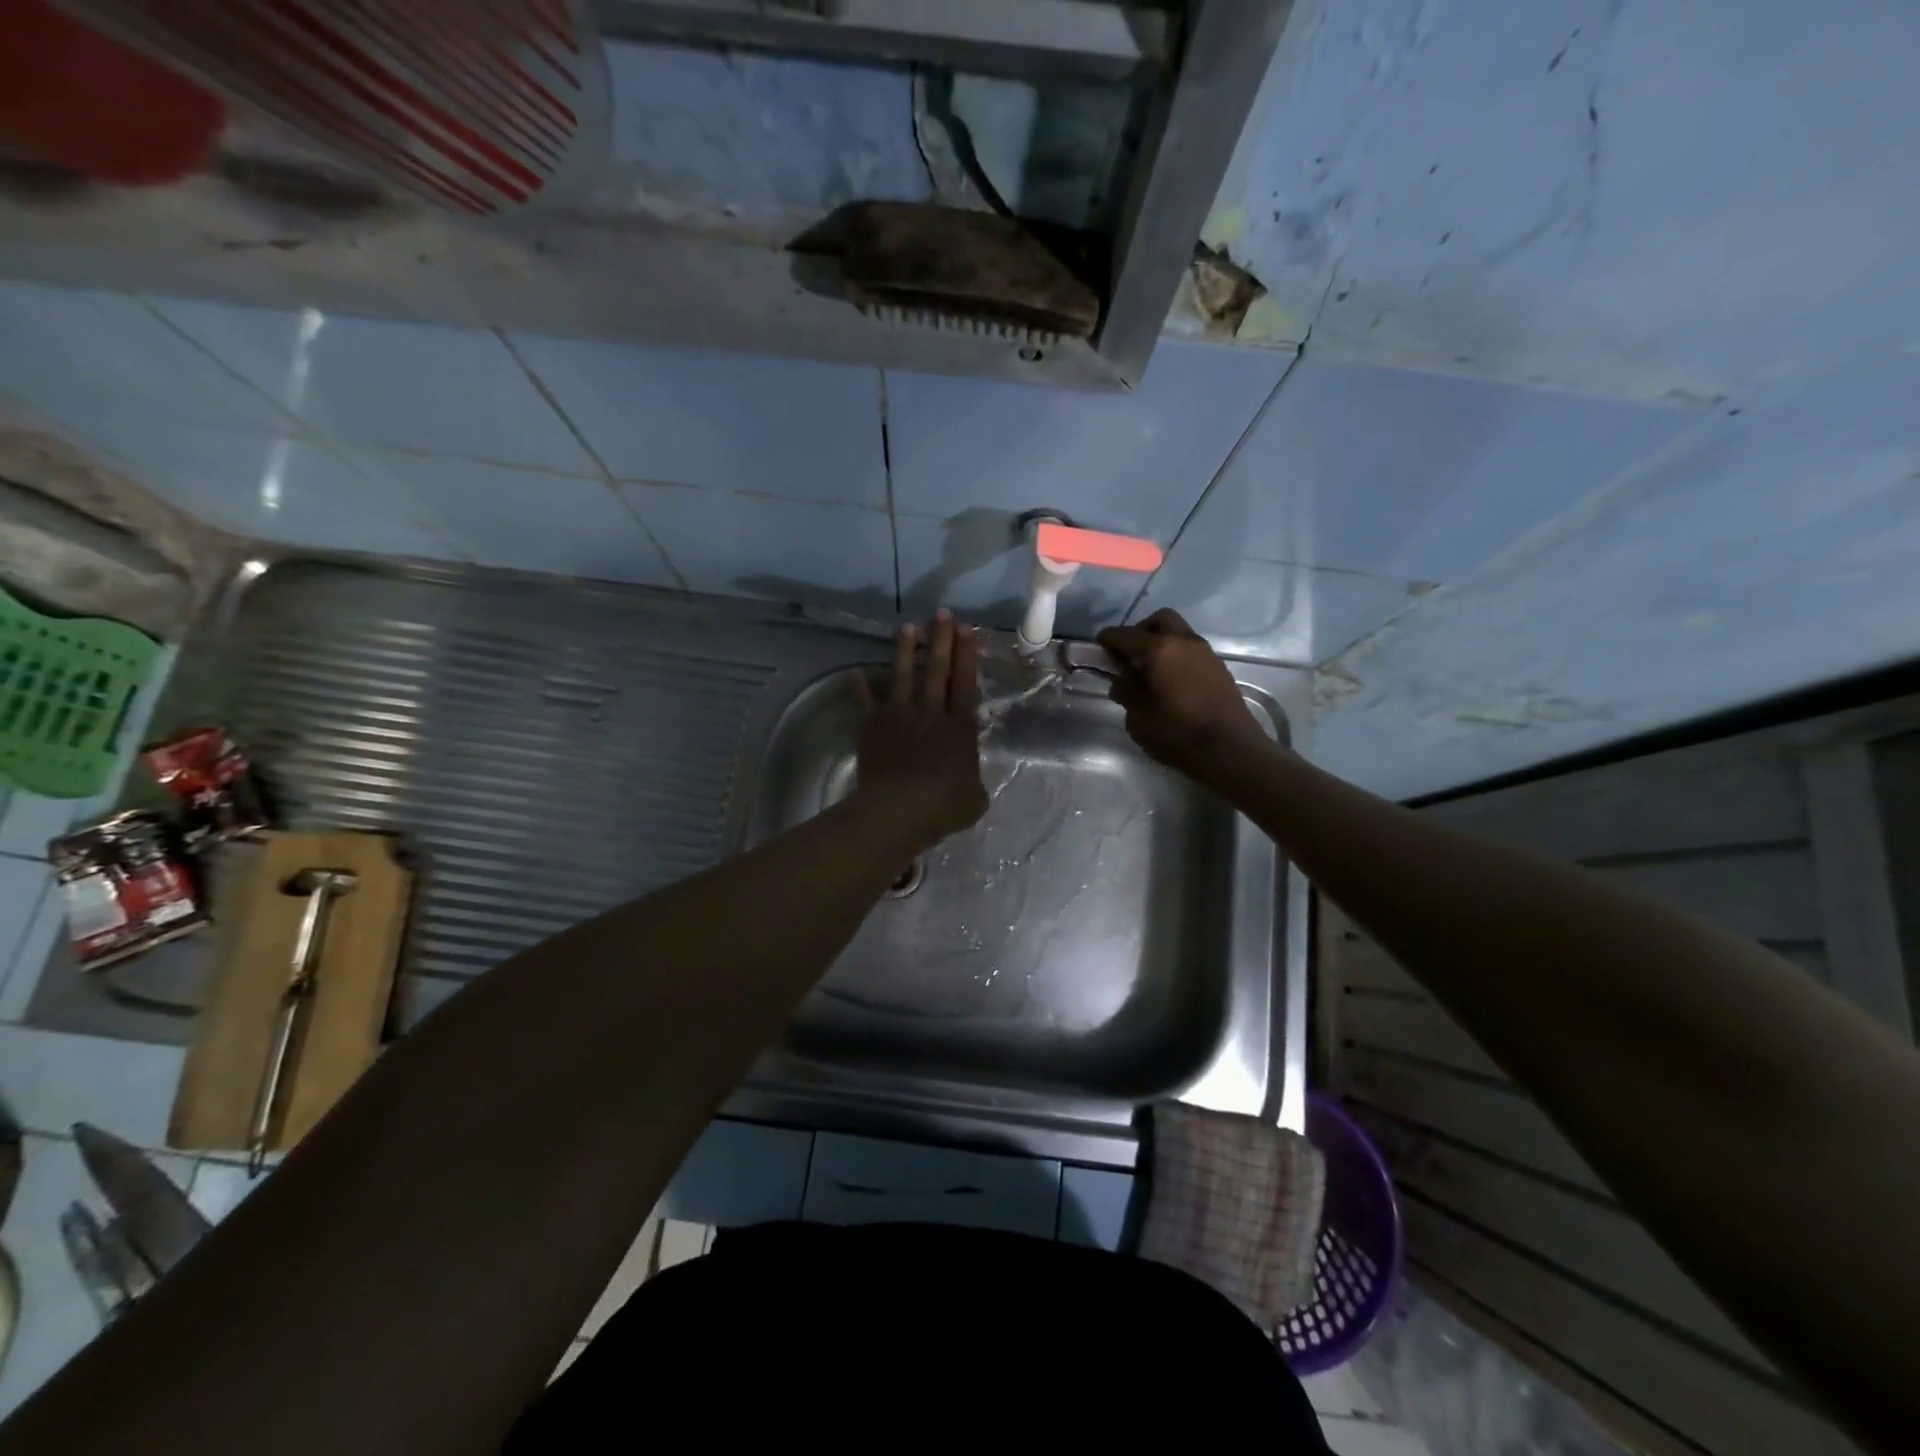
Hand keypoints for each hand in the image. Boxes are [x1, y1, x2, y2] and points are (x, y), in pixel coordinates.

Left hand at [851, 611, 987, 845]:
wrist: (898, 809)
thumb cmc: (943, 805)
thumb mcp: (975, 798)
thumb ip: (972, 780)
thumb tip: (968, 779)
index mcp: (960, 727)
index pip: (965, 683)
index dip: (967, 655)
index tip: (966, 629)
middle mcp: (930, 713)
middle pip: (937, 670)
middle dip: (941, 640)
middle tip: (942, 614)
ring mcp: (899, 717)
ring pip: (903, 676)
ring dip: (906, 651)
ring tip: (908, 627)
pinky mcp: (873, 727)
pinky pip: (866, 703)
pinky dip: (860, 688)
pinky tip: (855, 673)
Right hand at [1097, 609, 1268, 774]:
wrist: (1231, 749)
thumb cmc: (1178, 733)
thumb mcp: (1139, 718)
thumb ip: (1127, 694)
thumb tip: (1122, 682)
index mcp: (1159, 650)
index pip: (1125, 635)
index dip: (1108, 640)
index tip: (1098, 650)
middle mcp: (1183, 642)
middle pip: (1159, 620)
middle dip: (1140, 631)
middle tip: (1129, 655)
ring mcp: (1205, 653)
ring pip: (1178, 632)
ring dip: (1161, 643)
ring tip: (1149, 671)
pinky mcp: (1218, 667)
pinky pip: (1191, 649)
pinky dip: (1176, 656)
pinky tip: (1170, 681)